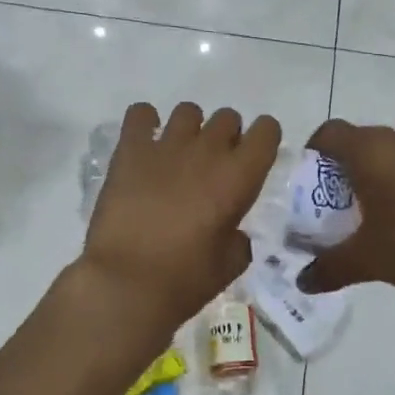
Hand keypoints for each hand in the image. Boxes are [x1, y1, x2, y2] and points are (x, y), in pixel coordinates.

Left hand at [81, 101, 282, 336]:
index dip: (263, 139)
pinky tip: (144, 146)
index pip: (267, 130)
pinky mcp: (130, 150)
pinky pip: (140, 113)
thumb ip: (238, 239)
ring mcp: (167, 145)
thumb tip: (232, 231)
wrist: (127, 283)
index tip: (253, 157)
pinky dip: (145, 123)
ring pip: (188, 111)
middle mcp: (208, 150)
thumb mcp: (229, 264)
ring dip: (189, 129)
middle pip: (227, 117)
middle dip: (225, 136)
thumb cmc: (185, 280)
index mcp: (239, 176)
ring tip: (177, 155)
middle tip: (212, 165)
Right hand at [296, 119, 394, 297]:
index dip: (316, 151)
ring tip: (387, 209)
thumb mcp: (366, 262)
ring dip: (387, 171)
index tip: (313, 180)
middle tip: (345, 202)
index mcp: (369, 152)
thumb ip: (329, 269)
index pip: (330, 133)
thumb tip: (303, 282)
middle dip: (350, 165)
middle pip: (363, 140)